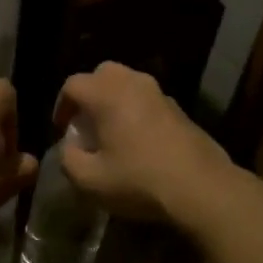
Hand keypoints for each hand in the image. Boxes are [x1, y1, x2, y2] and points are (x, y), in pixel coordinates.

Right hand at [54, 62, 233, 223]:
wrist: (201, 187)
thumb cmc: (138, 180)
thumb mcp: (89, 180)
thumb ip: (68, 159)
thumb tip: (70, 147)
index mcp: (107, 94)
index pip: (72, 84)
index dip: (61, 106)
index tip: (62, 130)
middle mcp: (133, 83)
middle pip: (102, 74)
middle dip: (89, 94)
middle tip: (85, 122)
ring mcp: (160, 93)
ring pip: (128, 84)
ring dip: (115, 101)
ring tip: (111, 131)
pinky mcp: (180, 109)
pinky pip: (148, 100)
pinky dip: (136, 111)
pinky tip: (138, 141)